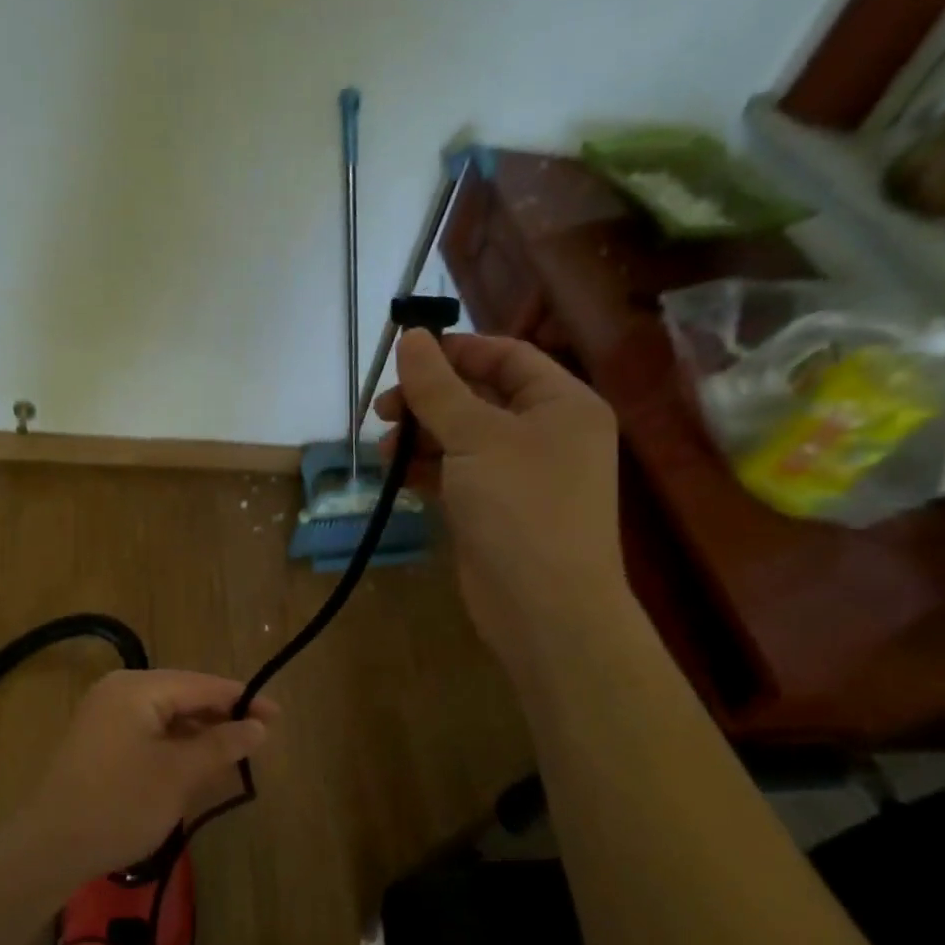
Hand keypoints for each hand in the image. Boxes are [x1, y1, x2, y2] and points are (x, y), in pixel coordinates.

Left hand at [19, 670, 275, 883]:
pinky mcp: (101, 739)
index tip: (278, 715)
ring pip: (167, 714)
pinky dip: (176, 744)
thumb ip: (221, 745)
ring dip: (200, 732)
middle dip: (221, 716)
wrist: (49, 847)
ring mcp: (106, 714)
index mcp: (137, 688)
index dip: (242, 699)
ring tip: (236, 752)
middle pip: (184, 695)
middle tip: (261, 737)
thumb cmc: (120, 804)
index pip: (202, 685)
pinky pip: (149, 730)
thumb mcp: (178, 774)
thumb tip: (259, 726)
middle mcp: (119, 690)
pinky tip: (198, 763)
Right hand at [375, 329, 624, 657]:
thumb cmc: (520, 507)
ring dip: (421, 437)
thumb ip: (438, 387)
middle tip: (383, 409)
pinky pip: (456, 474)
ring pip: (462, 438)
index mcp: (562, 404)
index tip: (404, 357)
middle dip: (428, 400)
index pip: (506, 357)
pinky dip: (426, 470)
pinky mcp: (495, 510)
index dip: (455, 351)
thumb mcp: (475, 437)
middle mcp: (546, 434)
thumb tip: (411, 336)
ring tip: (385, 449)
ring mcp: (520, 475)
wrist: (544, 608)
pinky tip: (396, 474)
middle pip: (479, 397)